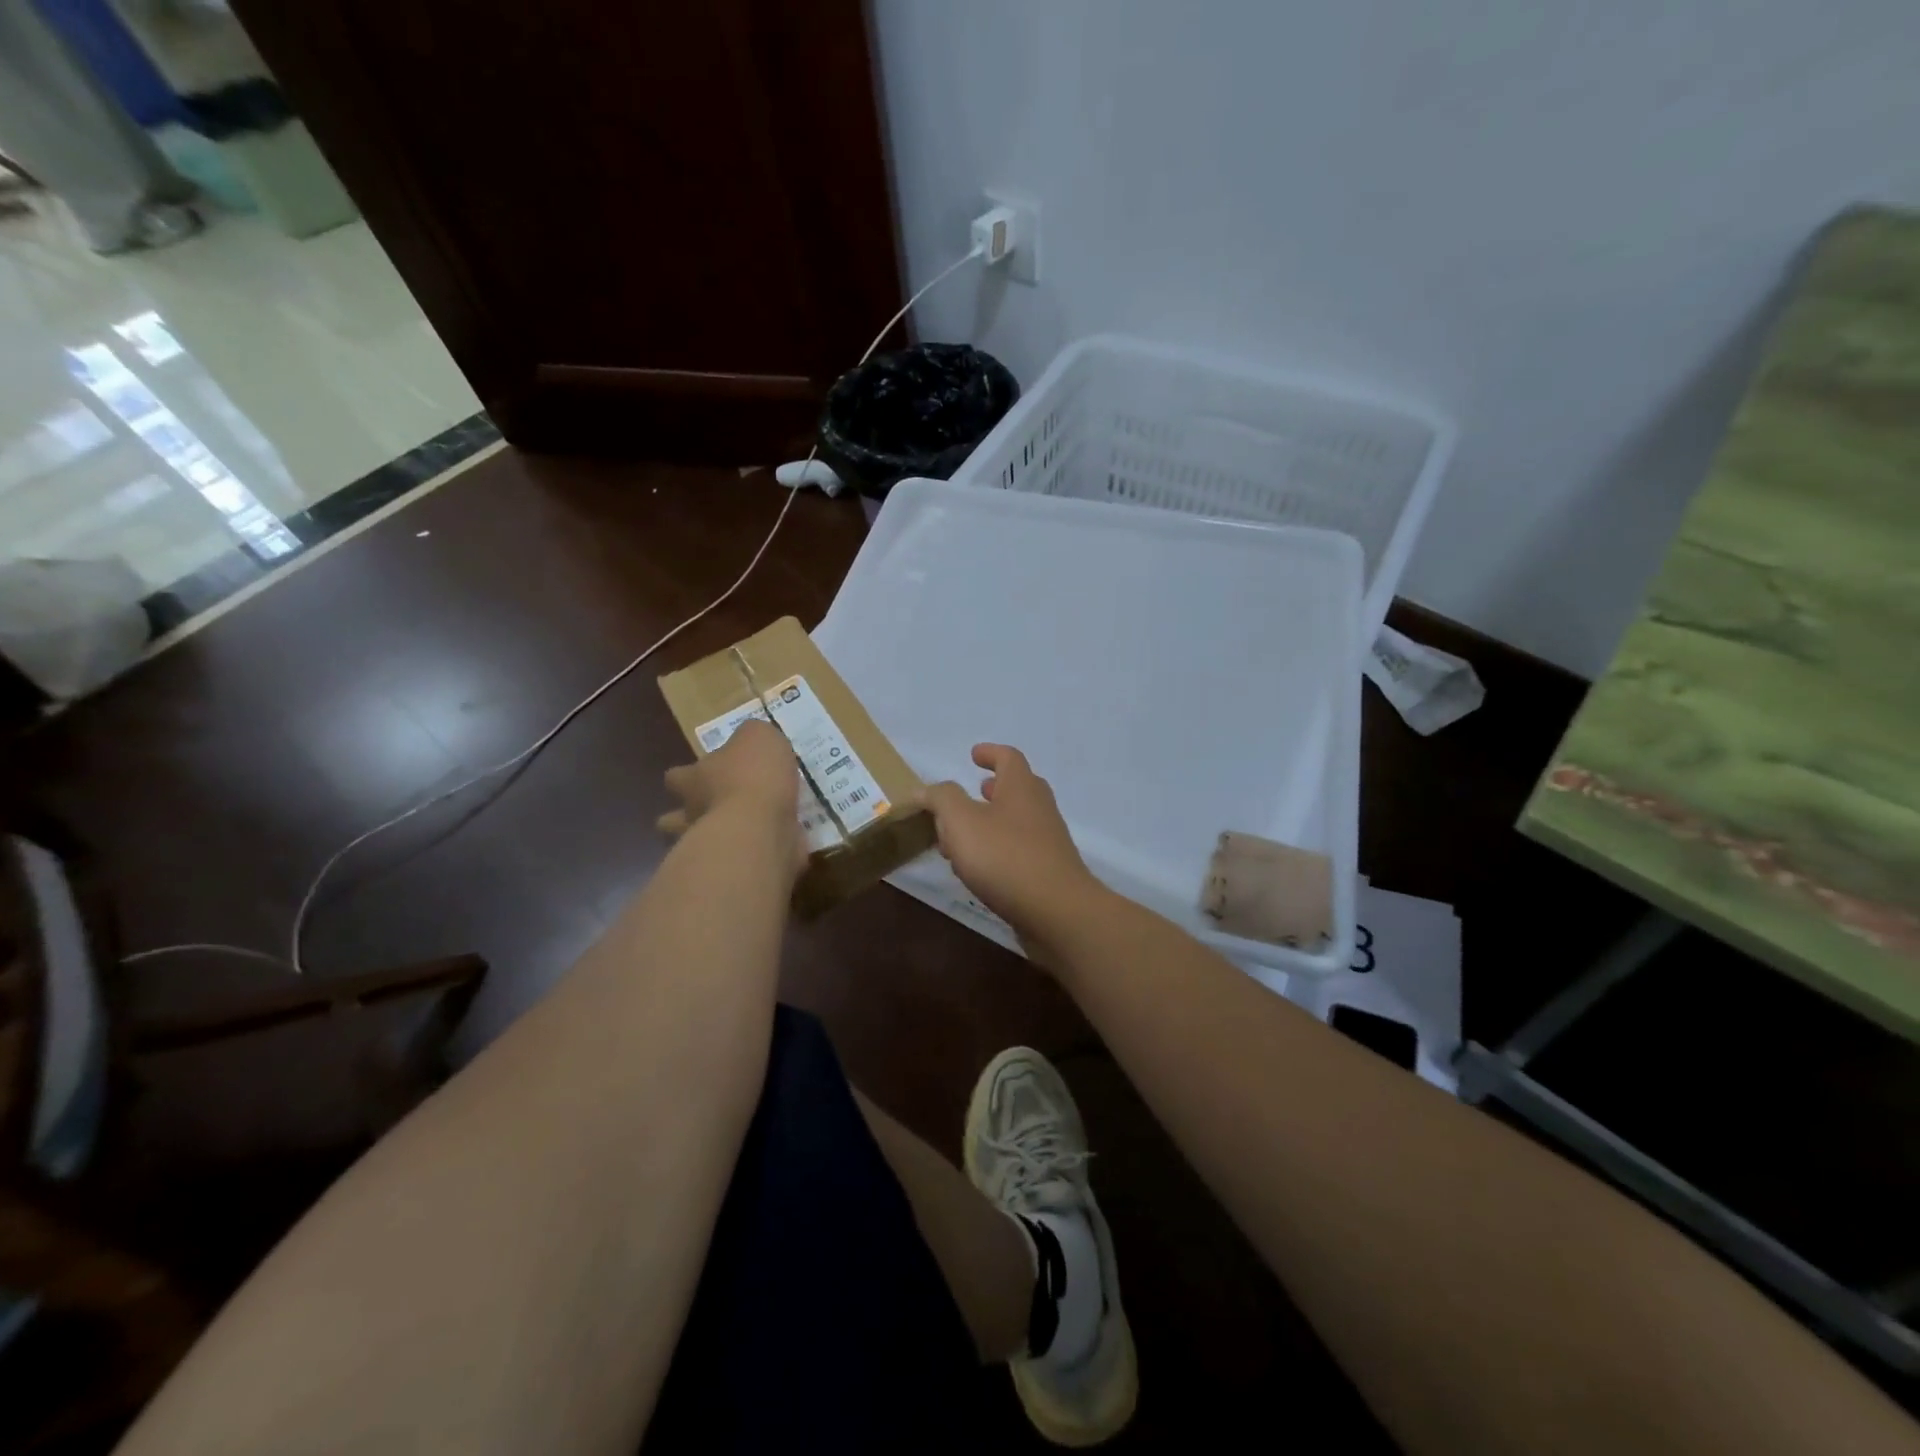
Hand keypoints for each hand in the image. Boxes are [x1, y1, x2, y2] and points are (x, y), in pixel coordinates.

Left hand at [658, 719, 804, 876]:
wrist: (761, 830)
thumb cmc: (753, 777)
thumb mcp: (758, 737)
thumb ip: (752, 737)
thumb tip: (752, 740)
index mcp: (694, 779)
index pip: (675, 776)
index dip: (686, 775)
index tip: (703, 773)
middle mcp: (692, 814)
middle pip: (672, 819)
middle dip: (687, 816)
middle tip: (716, 810)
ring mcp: (709, 848)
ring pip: (699, 847)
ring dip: (716, 841)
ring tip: (746, 833)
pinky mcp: (735, 871)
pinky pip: (743, 862)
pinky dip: (756, 857)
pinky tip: (777, 848)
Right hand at [922, 744, 1105, 946]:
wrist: (1057, 911)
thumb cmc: (1005, 857)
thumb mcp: (961, 821)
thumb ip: (941, 799)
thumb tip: (926, 790)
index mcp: (1021, 787)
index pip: (1008, 758)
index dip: (990, 753)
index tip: (973, 754)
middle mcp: (1039, 808)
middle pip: (1017, 788)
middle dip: (993, 788)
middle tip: (972, 792)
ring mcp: (1048, 841)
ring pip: (1016, 821)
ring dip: (990, 822)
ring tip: (962, 837)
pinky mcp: (1048, 871)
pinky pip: (1019, 850)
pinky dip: (997, 849)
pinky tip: (979, 869)